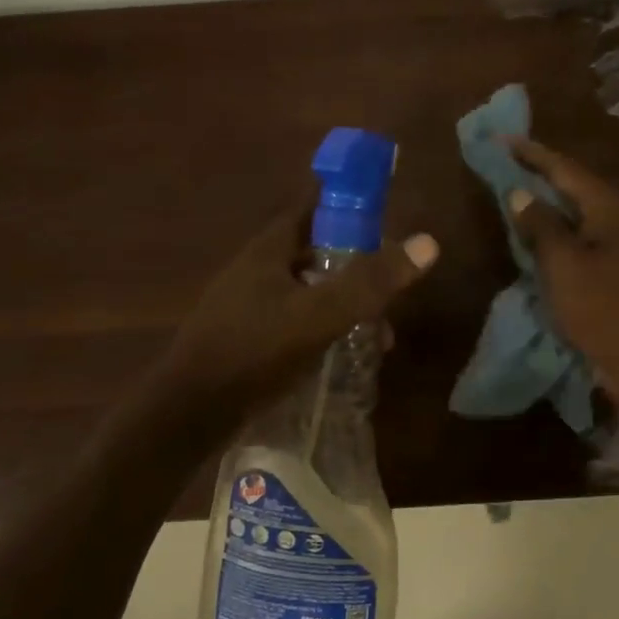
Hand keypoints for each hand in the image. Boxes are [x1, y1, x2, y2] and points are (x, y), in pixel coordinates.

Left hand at [149, 194, 437, 426]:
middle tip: (390, 293)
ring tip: (377, 339)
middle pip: (317, 254)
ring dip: (345, 307)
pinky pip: (297, 321)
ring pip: (310, 292)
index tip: (386, 220)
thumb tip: (428, 243)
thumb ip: (371, 281)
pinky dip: (325, 330)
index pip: (313, 208)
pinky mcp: (248, 337)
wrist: (190, 412)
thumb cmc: (255, 350)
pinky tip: (344, 358)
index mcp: (269, 250)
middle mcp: (257, 269)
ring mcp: (249, 305)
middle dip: (358, 270)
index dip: (349, 206)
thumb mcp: (320, 314)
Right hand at [506, 138, 618, 414]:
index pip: (566, 169)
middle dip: (541, 178)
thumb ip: (541, 226)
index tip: (502, 139)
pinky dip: (561, 239)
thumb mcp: (564, 265)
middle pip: (576, 190)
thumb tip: (521, 193)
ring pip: (581, 219)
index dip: (532, 154)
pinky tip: (542, 245)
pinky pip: (586, 245)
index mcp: (610, 209)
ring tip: (518, 201)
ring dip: (550, 210)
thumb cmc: (606, 310)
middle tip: (506, 167)